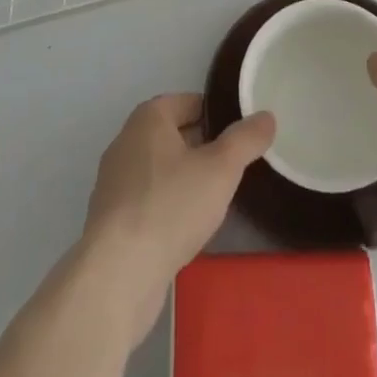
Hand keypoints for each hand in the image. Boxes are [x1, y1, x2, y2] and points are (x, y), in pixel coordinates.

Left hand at [80, 94, 274, 341]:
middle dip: (202, 147)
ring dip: (183, 178)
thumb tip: (267, 116)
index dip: (217, 115)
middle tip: (232, 167)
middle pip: (173, 134)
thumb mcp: (221, 169)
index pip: (189, 102)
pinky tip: (184, 228)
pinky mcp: (109, 218)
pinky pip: (146, 199)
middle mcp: (126, 140)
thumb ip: (246, 140)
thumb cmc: (171, 206)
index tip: (240, 135)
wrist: (118, 274)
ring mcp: (113, 181)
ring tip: (213, 198)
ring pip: (159, 168)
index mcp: (148, 117)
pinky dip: (166, 205)